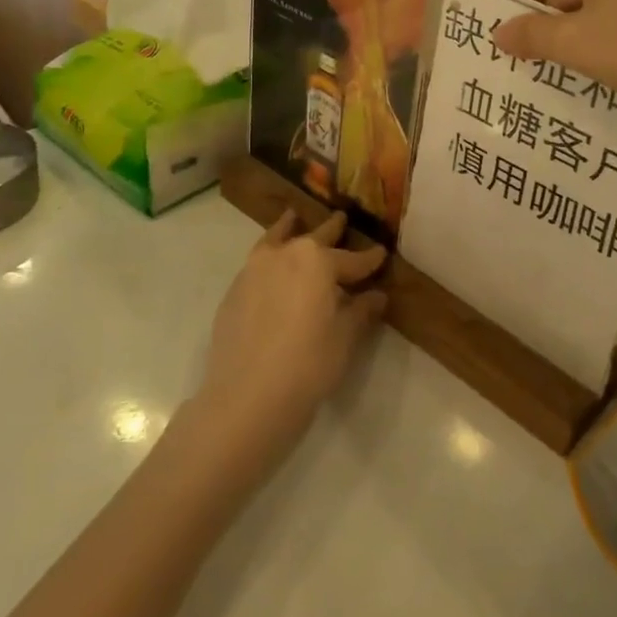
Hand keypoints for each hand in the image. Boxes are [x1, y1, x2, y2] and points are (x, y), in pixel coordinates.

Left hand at [195, 210, 387, 455]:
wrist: (247, 397)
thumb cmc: (308, 365)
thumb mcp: (344, 338)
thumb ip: (360, 311)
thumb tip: (375, 295)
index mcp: (318, 260)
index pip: (352, 259)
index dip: (370, 259)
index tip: (382, 253)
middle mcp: (285, 254)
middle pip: (314, 238)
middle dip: (331, 230)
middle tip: (342, 219)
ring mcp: (254, 270)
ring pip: (277, 240)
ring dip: (289, 230)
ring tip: (294, 218)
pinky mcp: (234, 291)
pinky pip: (258, 262)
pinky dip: (269, 255)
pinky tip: (273, 266)